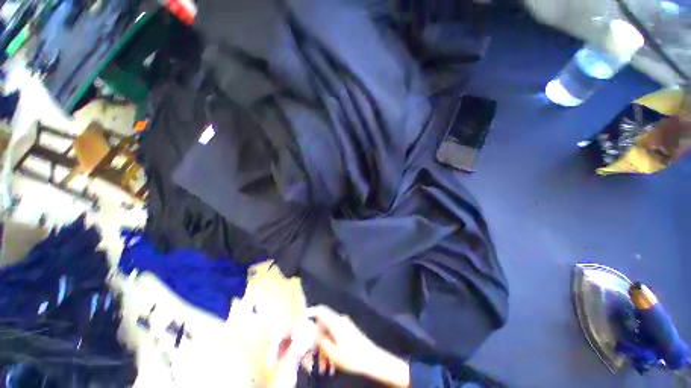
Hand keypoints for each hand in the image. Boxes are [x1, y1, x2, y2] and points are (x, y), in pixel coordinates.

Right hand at [309, 306, 409, 387]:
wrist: (373, 360)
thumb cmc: (353, 357)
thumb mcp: (333, 353)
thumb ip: (321, 341)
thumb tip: (312, 333)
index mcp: (335, 322)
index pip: (320, 310)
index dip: (310, 312)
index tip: (300, 320)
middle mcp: (340, 321)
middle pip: (323, 326)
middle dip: (317, 342)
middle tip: (313, 359)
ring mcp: (345, 326)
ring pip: (329, 335)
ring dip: (325, 350)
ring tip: (325, 369)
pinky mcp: (349, 332)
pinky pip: (335, 337)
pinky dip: (332, 349)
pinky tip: (332, 366)